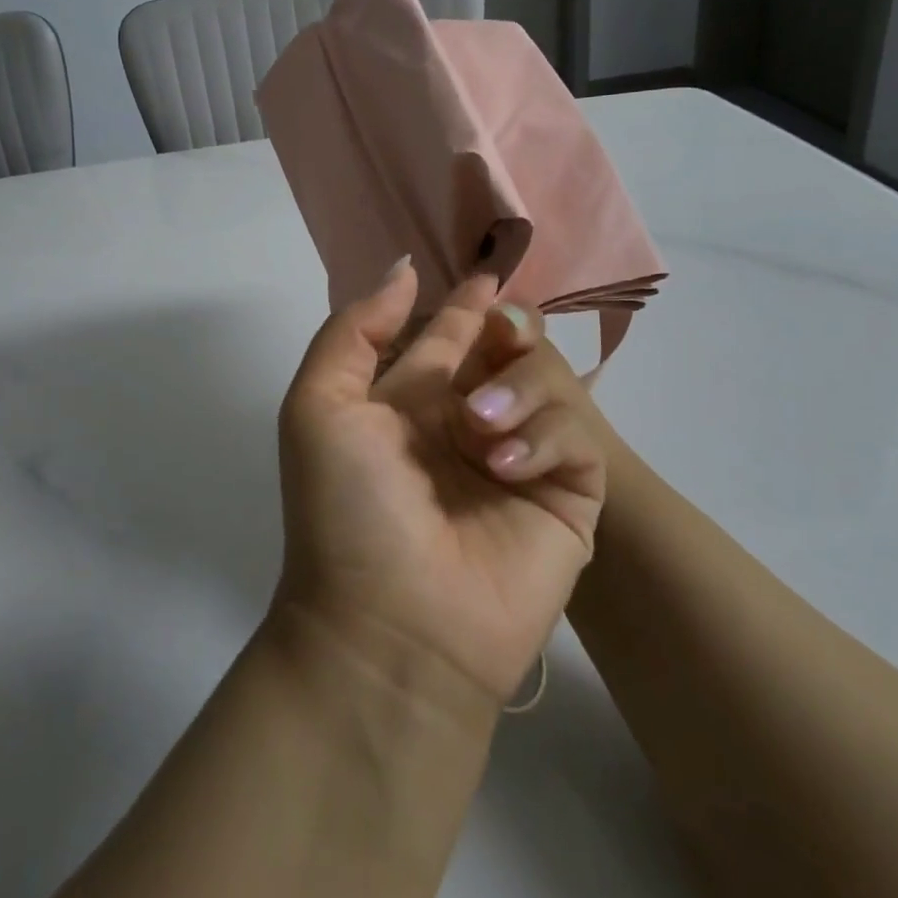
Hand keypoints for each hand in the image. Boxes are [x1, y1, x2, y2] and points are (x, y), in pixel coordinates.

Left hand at [274, 258, 608, 707]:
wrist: (390, 625)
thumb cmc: (346, 509)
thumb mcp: (318, 406)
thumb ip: (354, 330)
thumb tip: (405, 271)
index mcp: (413, 402)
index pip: (451, 336)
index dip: (468, 304)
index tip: (488, 276)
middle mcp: (469, 422)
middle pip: (510, 347)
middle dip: (511, 328)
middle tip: (502, 331)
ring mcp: (521, 458)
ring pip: (548, 379)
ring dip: (517, 387)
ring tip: (480, 424)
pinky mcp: (568, 496)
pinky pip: (578, 435)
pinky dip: (545, 435)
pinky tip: (506, 465)